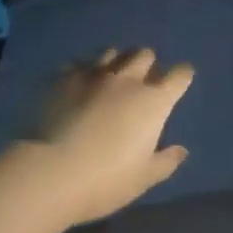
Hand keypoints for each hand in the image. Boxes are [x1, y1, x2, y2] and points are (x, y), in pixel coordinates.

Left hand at [0, 48, 194, 229]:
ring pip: (112, 52)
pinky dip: (83, 70)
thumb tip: (181, 150)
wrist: (51, 172)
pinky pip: (78, 63)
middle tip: (142, 80)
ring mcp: (92, 74)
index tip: (179, 81)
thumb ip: (165, 161)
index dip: (182, 76)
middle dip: (147, 63)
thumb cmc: (105, 180)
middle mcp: (126, 79)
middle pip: (144, 54)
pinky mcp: (63, 78)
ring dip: (116, 61)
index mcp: (153, 101)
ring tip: (110, 76)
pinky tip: (78, 84)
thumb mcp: (143, 178)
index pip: (178, 75)